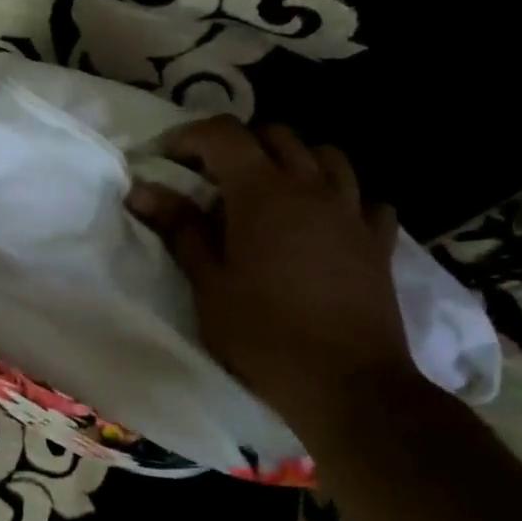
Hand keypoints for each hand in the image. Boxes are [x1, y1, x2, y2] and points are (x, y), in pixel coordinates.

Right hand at [127, 117, 416, 432]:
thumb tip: (142, 190)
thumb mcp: (208, 284)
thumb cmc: (263, 336)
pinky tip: (328, 220)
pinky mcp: (378, 242)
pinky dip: (342, 197)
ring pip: (326, 155)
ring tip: (271, 191)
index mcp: (263, 193)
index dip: (190, 137)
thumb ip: (179, 229)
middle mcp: (311, 188)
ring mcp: (352, 212)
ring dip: (293, 160)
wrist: (347, 386)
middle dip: (239, 144)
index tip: (167, 159)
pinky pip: (366, 199)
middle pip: (276, 135)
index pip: (224, 134)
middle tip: (213, 178)